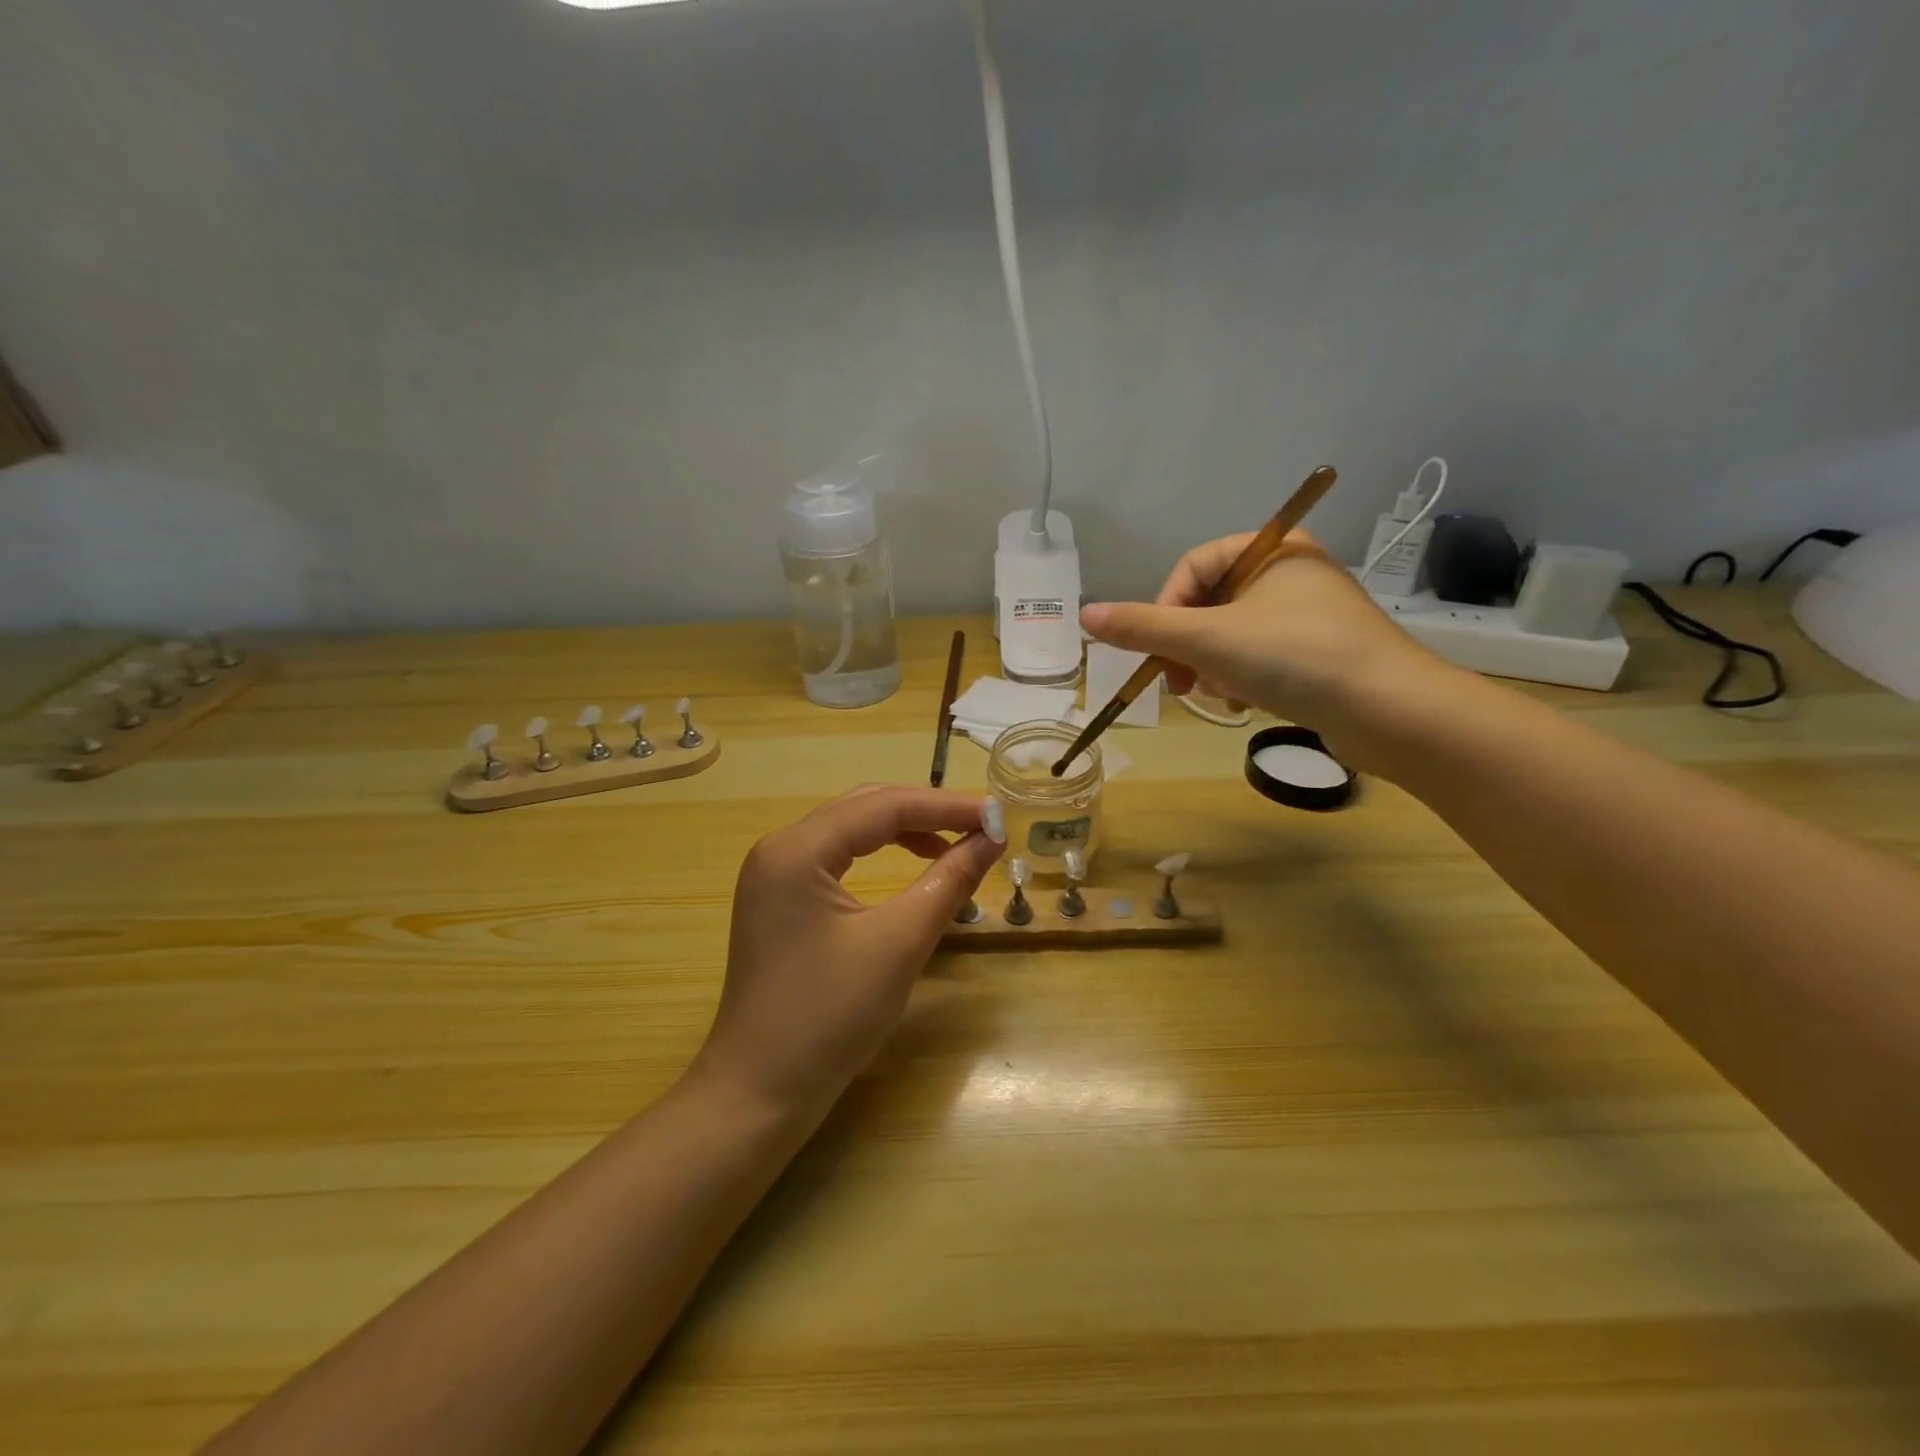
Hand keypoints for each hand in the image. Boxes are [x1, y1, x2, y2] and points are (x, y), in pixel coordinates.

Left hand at [693, 785, 1003, 1115]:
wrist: (758, 1096)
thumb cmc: (829, 1018)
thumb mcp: (898, 944)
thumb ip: (948, 881)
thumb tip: (991, 838)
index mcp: (797, 849)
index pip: (883, 806)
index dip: (946, 806)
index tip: (998, 816)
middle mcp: (779, 848)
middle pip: (864, 808)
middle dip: (927, 812)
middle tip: (982, 827)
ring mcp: (774, 875)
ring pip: (851, 830)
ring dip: (906, 831)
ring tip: (956, 845)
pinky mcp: (780, 900)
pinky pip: (838, 858)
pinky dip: (881, 855)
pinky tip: (914, 868)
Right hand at [1081, 530, 1451, 765]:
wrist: (1392, 713)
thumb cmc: (1295, 658)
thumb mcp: (1208, 639)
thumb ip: (1143, 626)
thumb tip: (1085, 614)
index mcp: (1273, 550)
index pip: (1193, 567)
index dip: (1165, 609)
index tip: (1158, 650)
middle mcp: (1292, 573)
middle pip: (1210, 604)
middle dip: (1189, 647)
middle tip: (1178, 683)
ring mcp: (1309, 615)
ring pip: (1231, 636)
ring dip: (1212, 668)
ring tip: (1220, 697)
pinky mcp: (1321, 653)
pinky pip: (1260, 657)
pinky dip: (1242, 680)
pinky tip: (1245, 705)